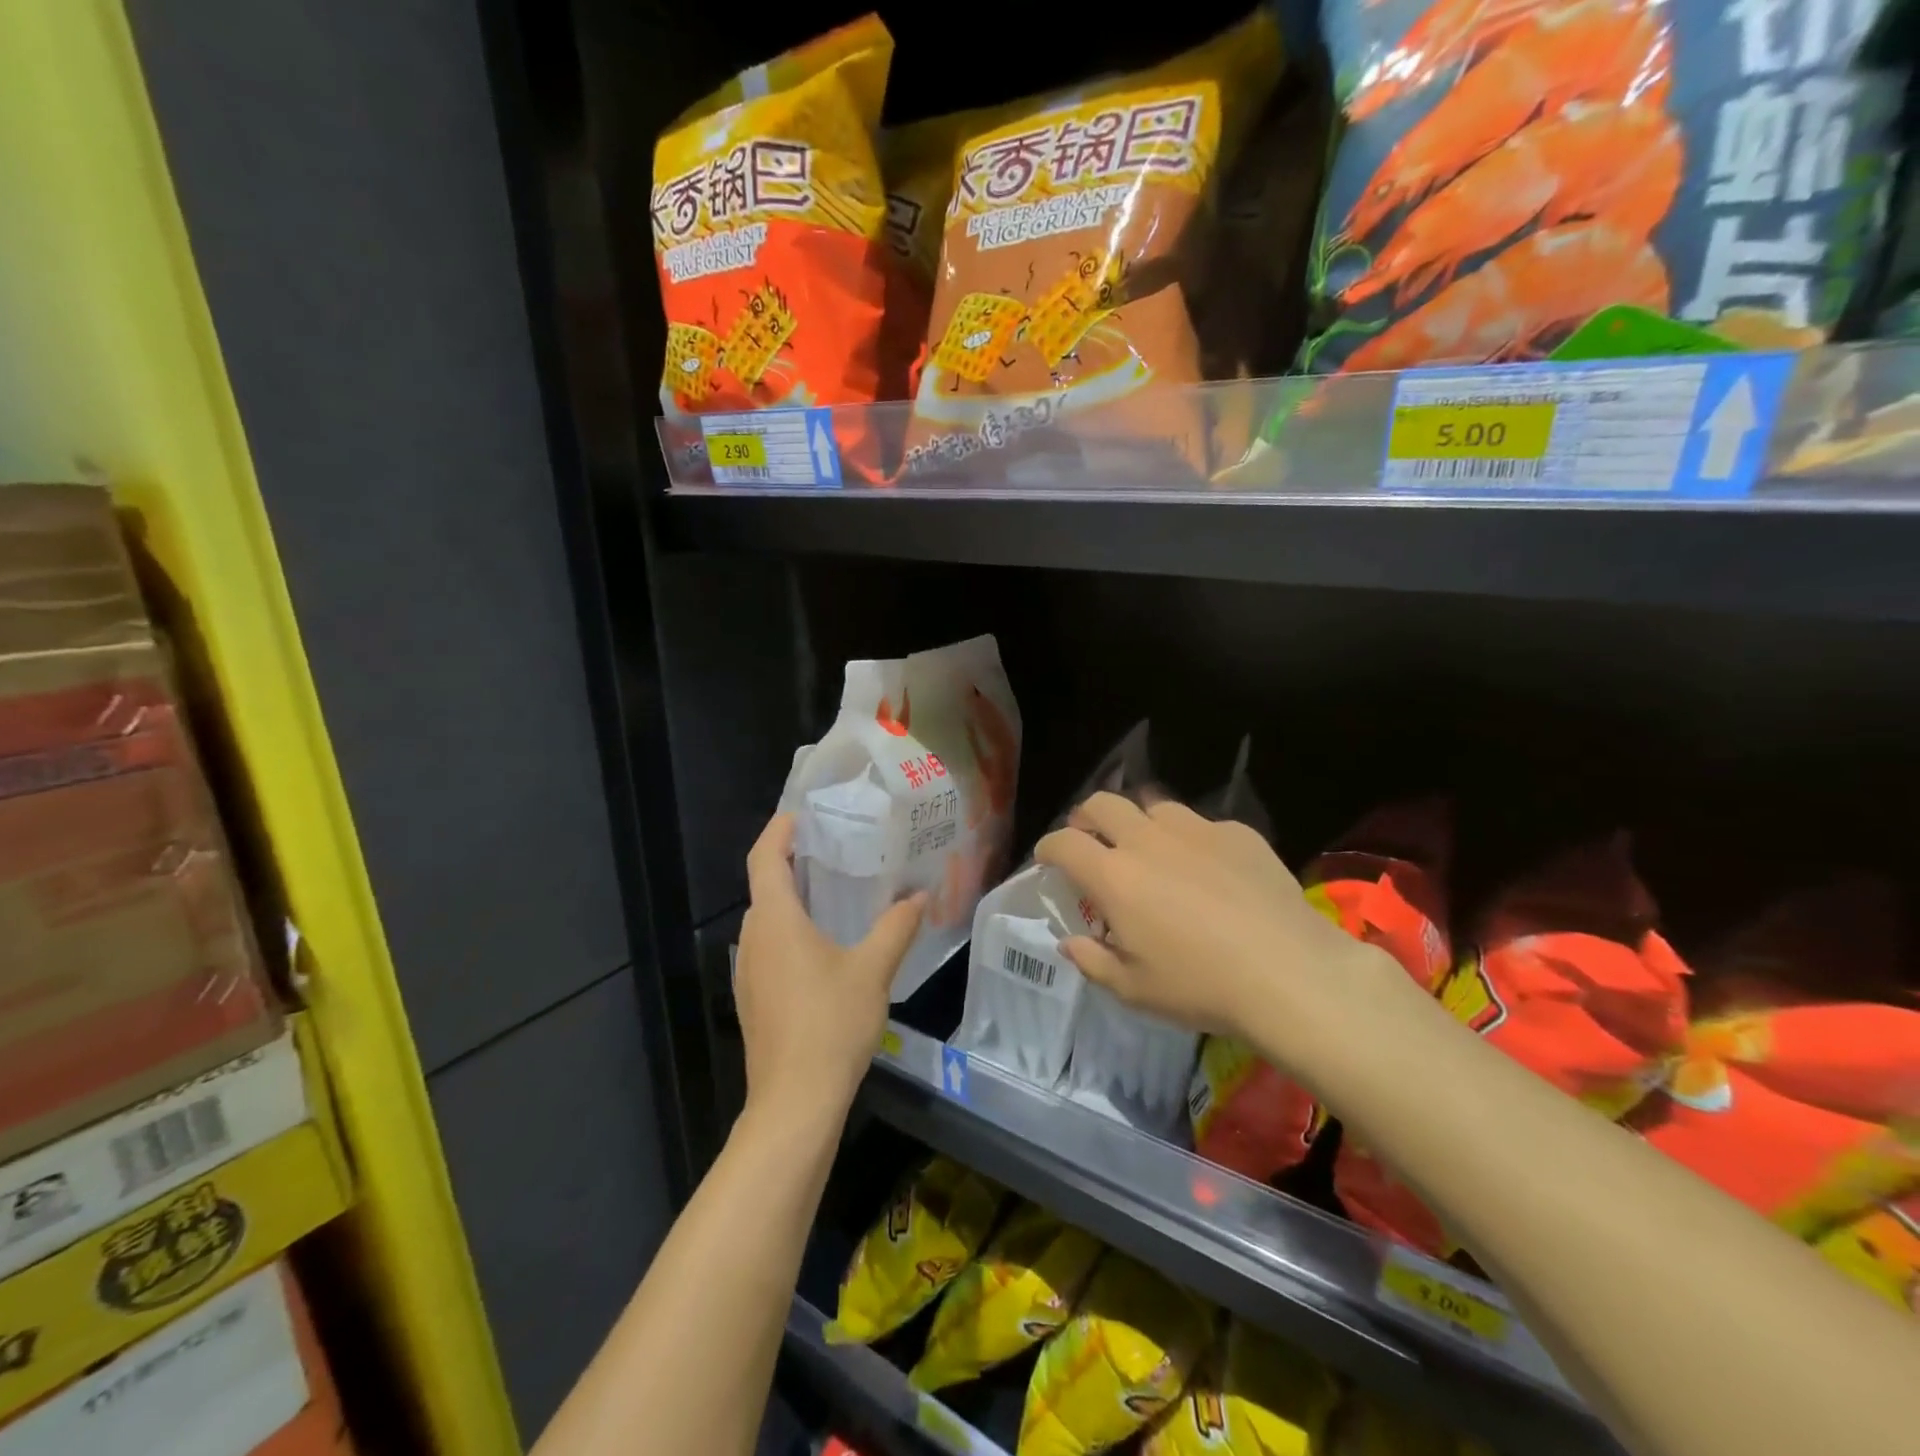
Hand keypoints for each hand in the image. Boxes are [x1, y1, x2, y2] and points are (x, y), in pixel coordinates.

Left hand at [735, 814, 924, 1130]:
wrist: (794, 1102)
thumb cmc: (830, 1024)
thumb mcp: (873, 970)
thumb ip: (896, 927)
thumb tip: (919, 895)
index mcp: (775, 921)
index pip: (763, 858)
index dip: (778, 830)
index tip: (801, 813)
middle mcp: (753, 939)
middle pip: (764, 886)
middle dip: (790, 861)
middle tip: (832, 847)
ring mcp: (748, 972)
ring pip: (765, 919)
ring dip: (790, 898)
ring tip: (831, 890)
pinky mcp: (754, 998)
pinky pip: (768, 947)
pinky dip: (789, 930)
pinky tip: (823, 944)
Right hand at [1035, 792, 1408, 1069]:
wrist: (1290, 973)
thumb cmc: (1201, 986)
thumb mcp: (1134, 989)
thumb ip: (1093, 961)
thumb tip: (1069, 942)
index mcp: (1114, 876)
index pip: (1064, 842)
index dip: (1048, 848)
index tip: (1048, 860)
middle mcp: (1147, 840)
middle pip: (1102, 803)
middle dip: (1086, 816)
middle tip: (1090, 838)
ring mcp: (1195, 830)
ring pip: (1153, 806)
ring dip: (1139, 822)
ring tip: (1149, 849)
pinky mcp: (1237, 833)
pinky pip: (1202, 824)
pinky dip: (1191, 840)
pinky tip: (1208, 868)